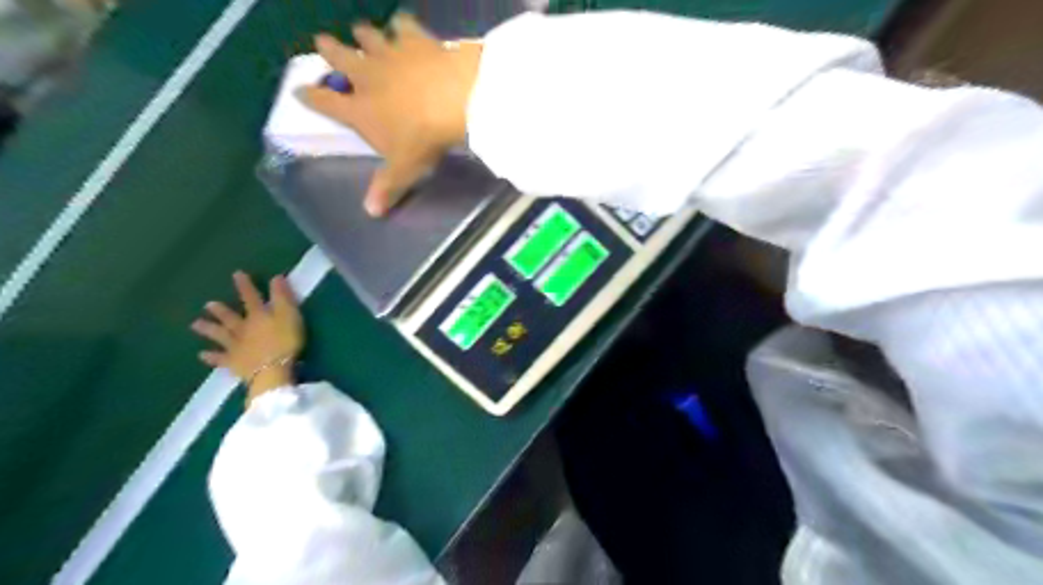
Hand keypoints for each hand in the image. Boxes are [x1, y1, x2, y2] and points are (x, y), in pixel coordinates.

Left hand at [191, 273, 303, 401]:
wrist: (272, 370)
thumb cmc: (285, 341)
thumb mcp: (290, 315)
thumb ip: (283, 297)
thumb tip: (275, 277)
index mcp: (258, 316)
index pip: (250, 297)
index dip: (245, 286)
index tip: (236, 274)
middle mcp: (243, 329)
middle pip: (230, 317)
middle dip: (220, 310)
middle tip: (207, 304)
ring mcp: (236, 347)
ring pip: (220, 336)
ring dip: (209, 330)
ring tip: (195, 325)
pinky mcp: (234, 363)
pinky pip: (220, 359)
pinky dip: (211, 357)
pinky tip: (202, 355)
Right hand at [301, 14, 482, 219]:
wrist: (453, 100)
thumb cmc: (423, 139)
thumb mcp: (404, 168)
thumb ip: (386, 187)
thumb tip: (371, 212)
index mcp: (360, 109)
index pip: (326, 103)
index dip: (311, 97)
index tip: (299, 90)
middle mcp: (367, 76)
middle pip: (340, 59)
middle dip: (329, 51)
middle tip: (322, 42)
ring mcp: (390, 54)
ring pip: (368, 38)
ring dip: (362, 35)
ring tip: (360, 31)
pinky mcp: (415, 39)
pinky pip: (403, 25)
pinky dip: (401, 25)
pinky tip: (403, 23)